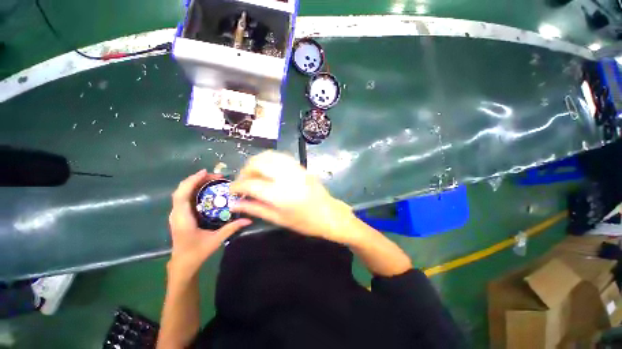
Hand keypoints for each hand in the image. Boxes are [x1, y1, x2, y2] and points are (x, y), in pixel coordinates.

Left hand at [168, 170, 251, 278]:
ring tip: (212, 180)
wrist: (182, 264)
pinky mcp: (180, 215)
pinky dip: (193, 189)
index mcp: (183, 219)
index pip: (182, 195)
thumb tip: (249, 219)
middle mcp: (176, 214)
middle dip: (197, 179)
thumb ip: (232, 228)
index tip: (205, 172)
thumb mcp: (216, 240)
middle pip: (181, 190)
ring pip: (182, 193)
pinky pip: (184, 197)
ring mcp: (176, 214)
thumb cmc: (197, 253)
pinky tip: (206, 190)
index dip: (192, 181)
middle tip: (216, 176)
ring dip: (195, 183)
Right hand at [230, 151, 354, 243]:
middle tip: (243, 182)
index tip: (231, 190)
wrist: (329, 214)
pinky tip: (267, 170)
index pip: (251, 184)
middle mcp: (287, 178)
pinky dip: (269, 160)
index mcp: (280, 195)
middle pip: (258, 163)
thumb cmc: (305, 222)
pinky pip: (280, 156)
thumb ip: (255, 209)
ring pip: (269, 156)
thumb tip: (234, 203)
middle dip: (245, 170)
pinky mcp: (301, 166)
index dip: (237, 186)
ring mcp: (295, 169)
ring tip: (253, 174)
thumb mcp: (278, 219)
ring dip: (256, 162)